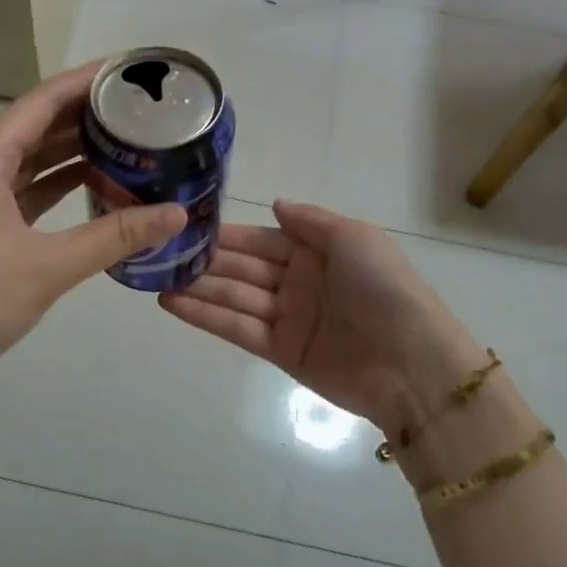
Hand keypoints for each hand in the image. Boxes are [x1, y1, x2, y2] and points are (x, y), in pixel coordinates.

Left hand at [0, 64, 186, 411]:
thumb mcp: (50, 267)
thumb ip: (116, 236)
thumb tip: (177, 213)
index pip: (41, 101)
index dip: (85, 82)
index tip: (128, 71)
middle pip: (35, 125)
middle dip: (84, 114)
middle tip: (138, 108)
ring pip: (29, 158)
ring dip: (71, 148)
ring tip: (125, 138)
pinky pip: (22, 188)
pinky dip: (55, 182)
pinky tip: (92, 182)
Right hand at [161, 200, 484, 439]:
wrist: (412, 363)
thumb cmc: (384, 289)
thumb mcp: (354, 238)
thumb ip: (310, 220)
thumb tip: (274, 203)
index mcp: (317, 251)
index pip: (261, 239)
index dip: (227, 235)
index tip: (186, 226)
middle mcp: (298, 281)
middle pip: (243, 268)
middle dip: (205, 261)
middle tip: (159, 254)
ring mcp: (288, 317)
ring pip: (234, 297)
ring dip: (197, 288)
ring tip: (155, 278)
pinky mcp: (281, 351)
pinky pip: (237, 328)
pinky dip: (205, 316)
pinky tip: (172, 303)